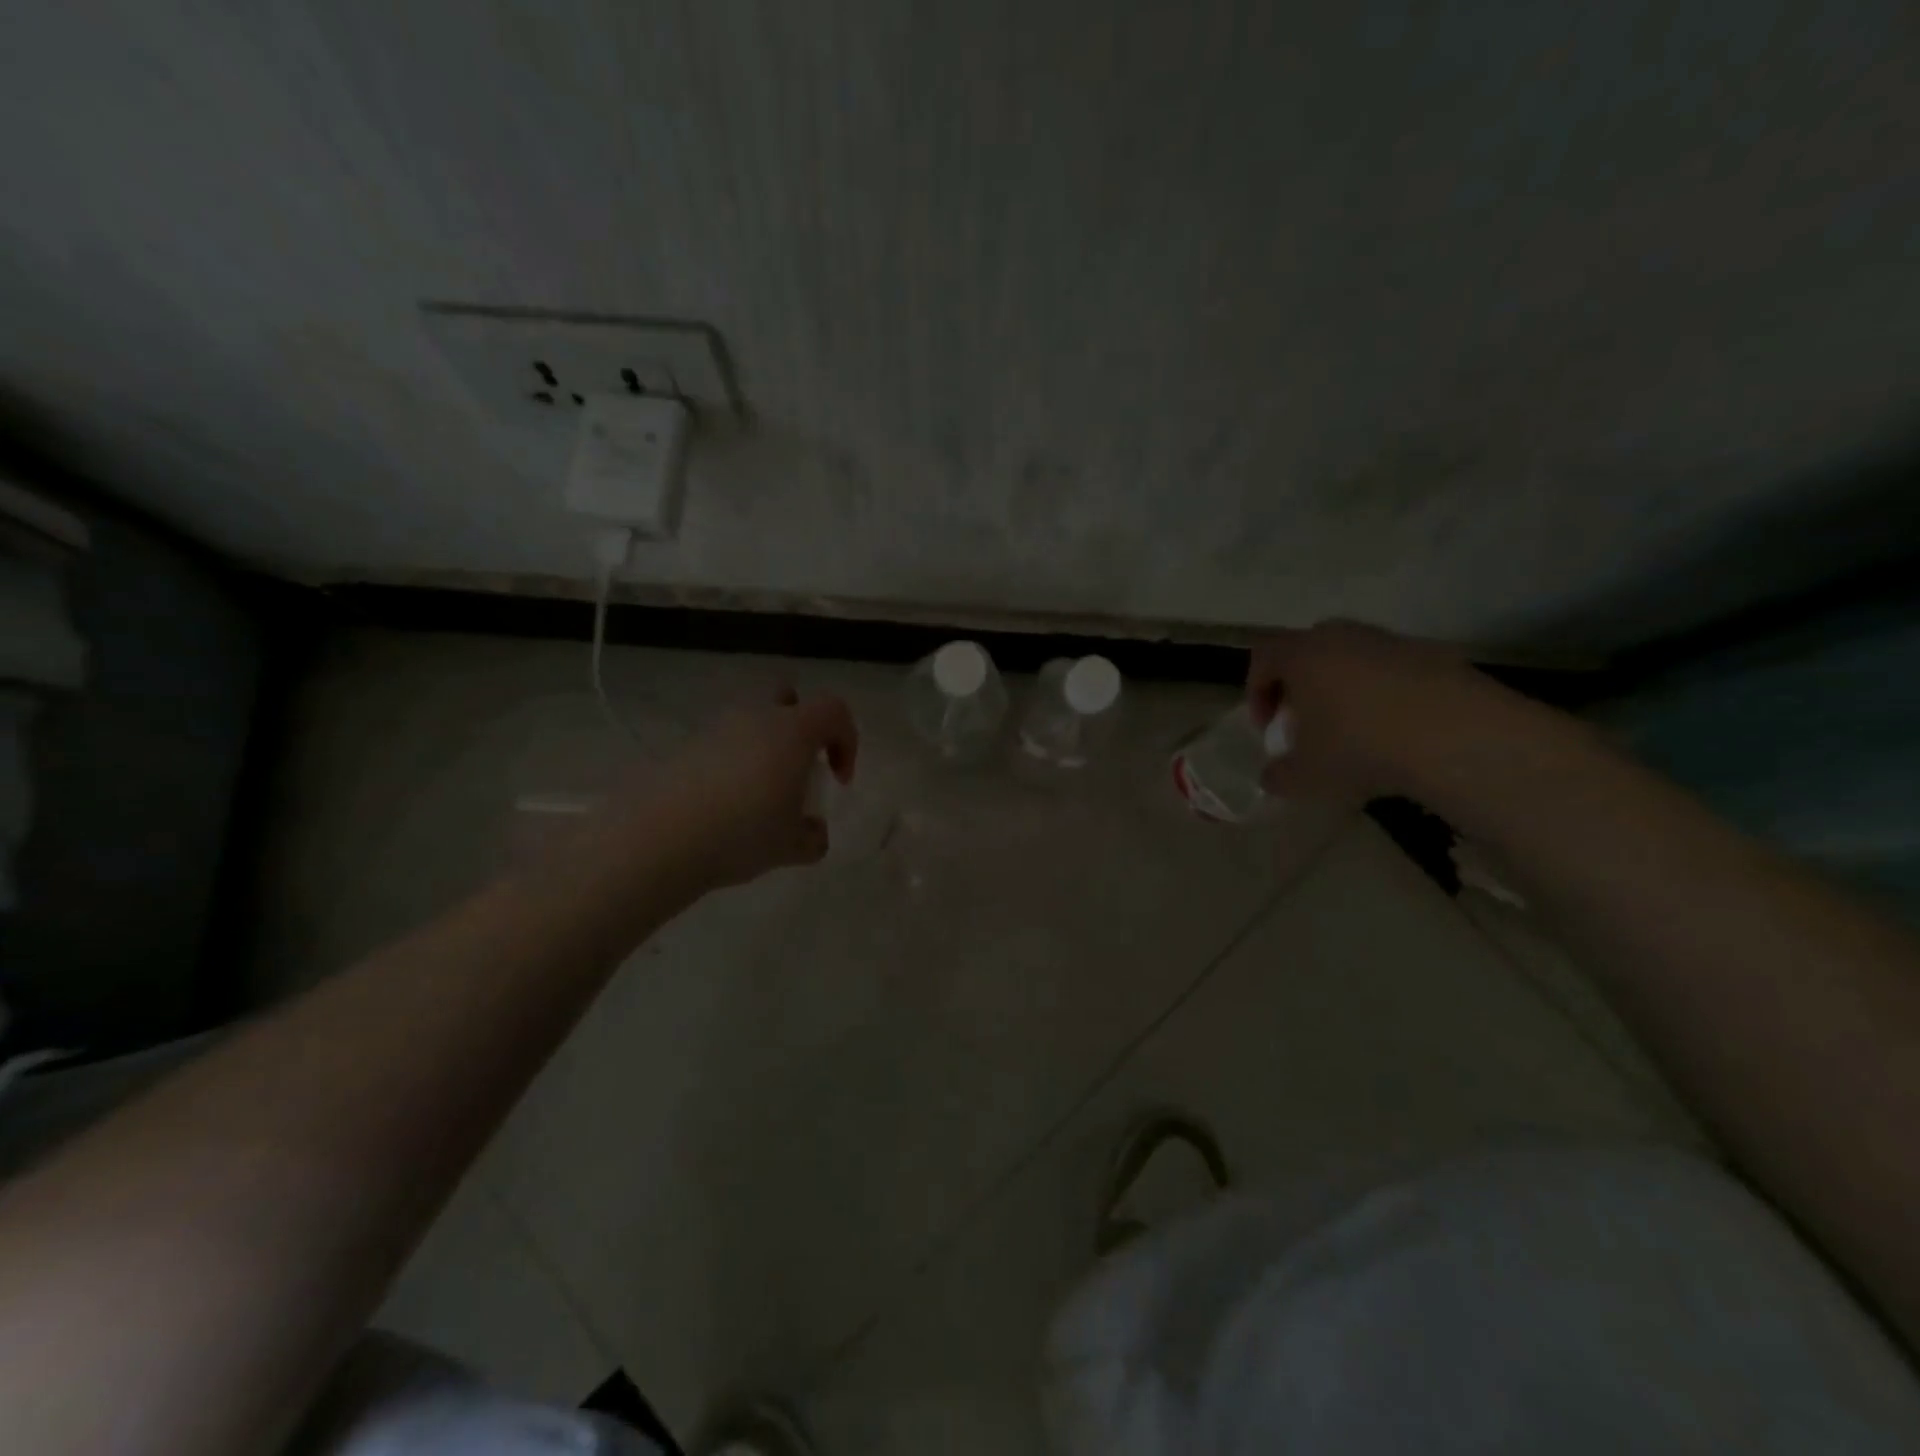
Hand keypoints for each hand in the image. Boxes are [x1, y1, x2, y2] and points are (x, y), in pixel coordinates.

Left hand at [644, 687, 858, 889]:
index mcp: (792, 730)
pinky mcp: (683, 747)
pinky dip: (732, 767)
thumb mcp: (792, 846)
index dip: (847, 740)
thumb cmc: (742, 833)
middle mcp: (755, 717)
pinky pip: (721, 746)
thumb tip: (814, 832)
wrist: (659, 838)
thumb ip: (814, 837)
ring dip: (763, 750)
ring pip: (751, 724)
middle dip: (800, 726)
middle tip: (798, 769)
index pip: (834, 711)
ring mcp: (714, 729)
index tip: (838, 780)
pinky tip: (725, 808)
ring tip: (759, 799)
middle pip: (786, 698)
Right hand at [1246, 621, 1492, 802]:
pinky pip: (1396, 672)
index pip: (1263, 656)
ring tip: (1356, 731)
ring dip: (1345, 689)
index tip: (1267, 727)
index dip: (1257, 690)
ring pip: (1354, 658)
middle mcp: (1344, 636)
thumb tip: (1273, 776)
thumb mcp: (1305, 776)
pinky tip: (1400, 733)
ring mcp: (1393, 642)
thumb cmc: (1360, 747)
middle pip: (1309, 651)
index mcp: (1303, 655)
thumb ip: (1279, 775)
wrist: (1457, 737)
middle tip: (1307, 724)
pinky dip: (1388, 696)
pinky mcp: (1437, 656)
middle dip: (1301, 685)